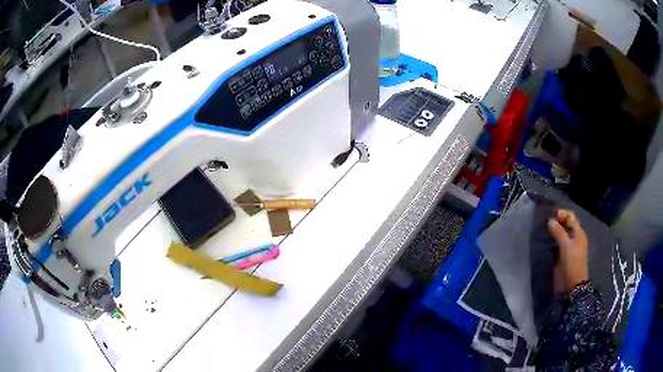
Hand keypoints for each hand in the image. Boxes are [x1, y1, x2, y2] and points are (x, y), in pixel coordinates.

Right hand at [547, 209, 588, 291]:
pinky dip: (552, 242)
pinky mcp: (562, 257)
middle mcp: (574, 238)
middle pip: (566, 225)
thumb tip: (550, 220)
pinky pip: (557, 245)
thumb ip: (558, 232)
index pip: (570, 217)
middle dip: (556, 222)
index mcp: (579, 233)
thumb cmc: (572, 263)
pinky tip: (545, 242)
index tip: (550, 215)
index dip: (561, 214)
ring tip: (543, 232)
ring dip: (553, 232)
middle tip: (545, 223)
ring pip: (561, 235)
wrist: (572, 286)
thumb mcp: (566, 246)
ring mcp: (569, 248)